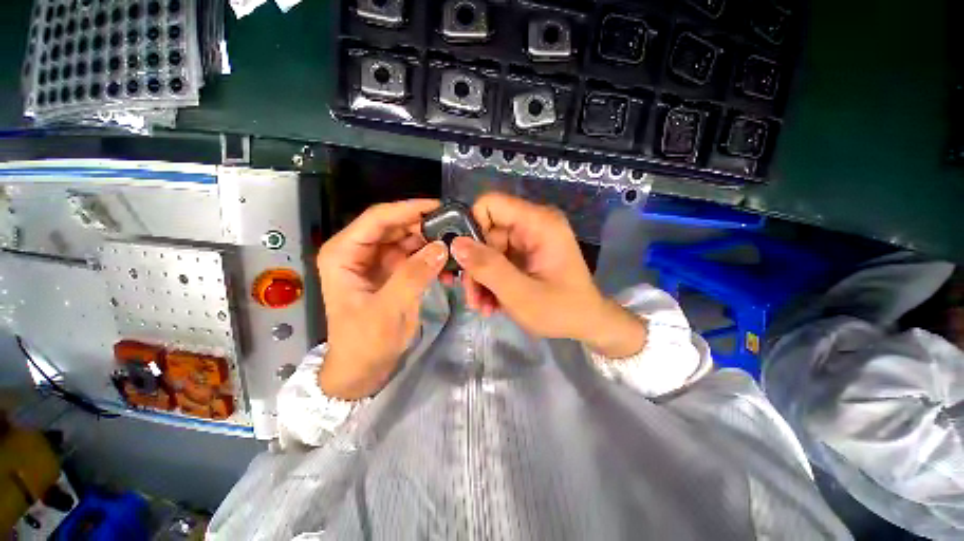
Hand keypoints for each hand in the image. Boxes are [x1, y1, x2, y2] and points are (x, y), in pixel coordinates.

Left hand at [317, 200, 447, 398]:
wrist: (363, 369)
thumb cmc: (365, 342)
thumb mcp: (388, 309)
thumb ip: (413, 275)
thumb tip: (441, 247)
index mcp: (344, 253)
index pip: (377, 218)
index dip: (408, 209)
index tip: (439, 206)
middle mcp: (359, 251)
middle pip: (395, 226)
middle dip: (424, 226)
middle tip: (455, 228)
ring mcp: (378, 261)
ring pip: (408, 240)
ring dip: (431, 242)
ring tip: (456, 246)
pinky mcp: (393, 272)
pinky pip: (415, 256)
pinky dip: (431, 258)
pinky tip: (448, 265)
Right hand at [452, 193, 646, 357]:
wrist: (587, 324)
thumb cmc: (561, 310)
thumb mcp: (520, 294)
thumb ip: (488, 268)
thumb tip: (455, 244)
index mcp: (539, 223)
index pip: (491, 204)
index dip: (471, 227)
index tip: (463, 259)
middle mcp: (533, 225)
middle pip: (486, 232)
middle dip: (475, 265)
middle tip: (472, 296)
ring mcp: (529, 240)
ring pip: (487, 250)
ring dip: (480, 279)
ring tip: (481, 306)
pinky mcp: (525, 255)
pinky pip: (497, 261)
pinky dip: (490, 282)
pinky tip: (491, 304)